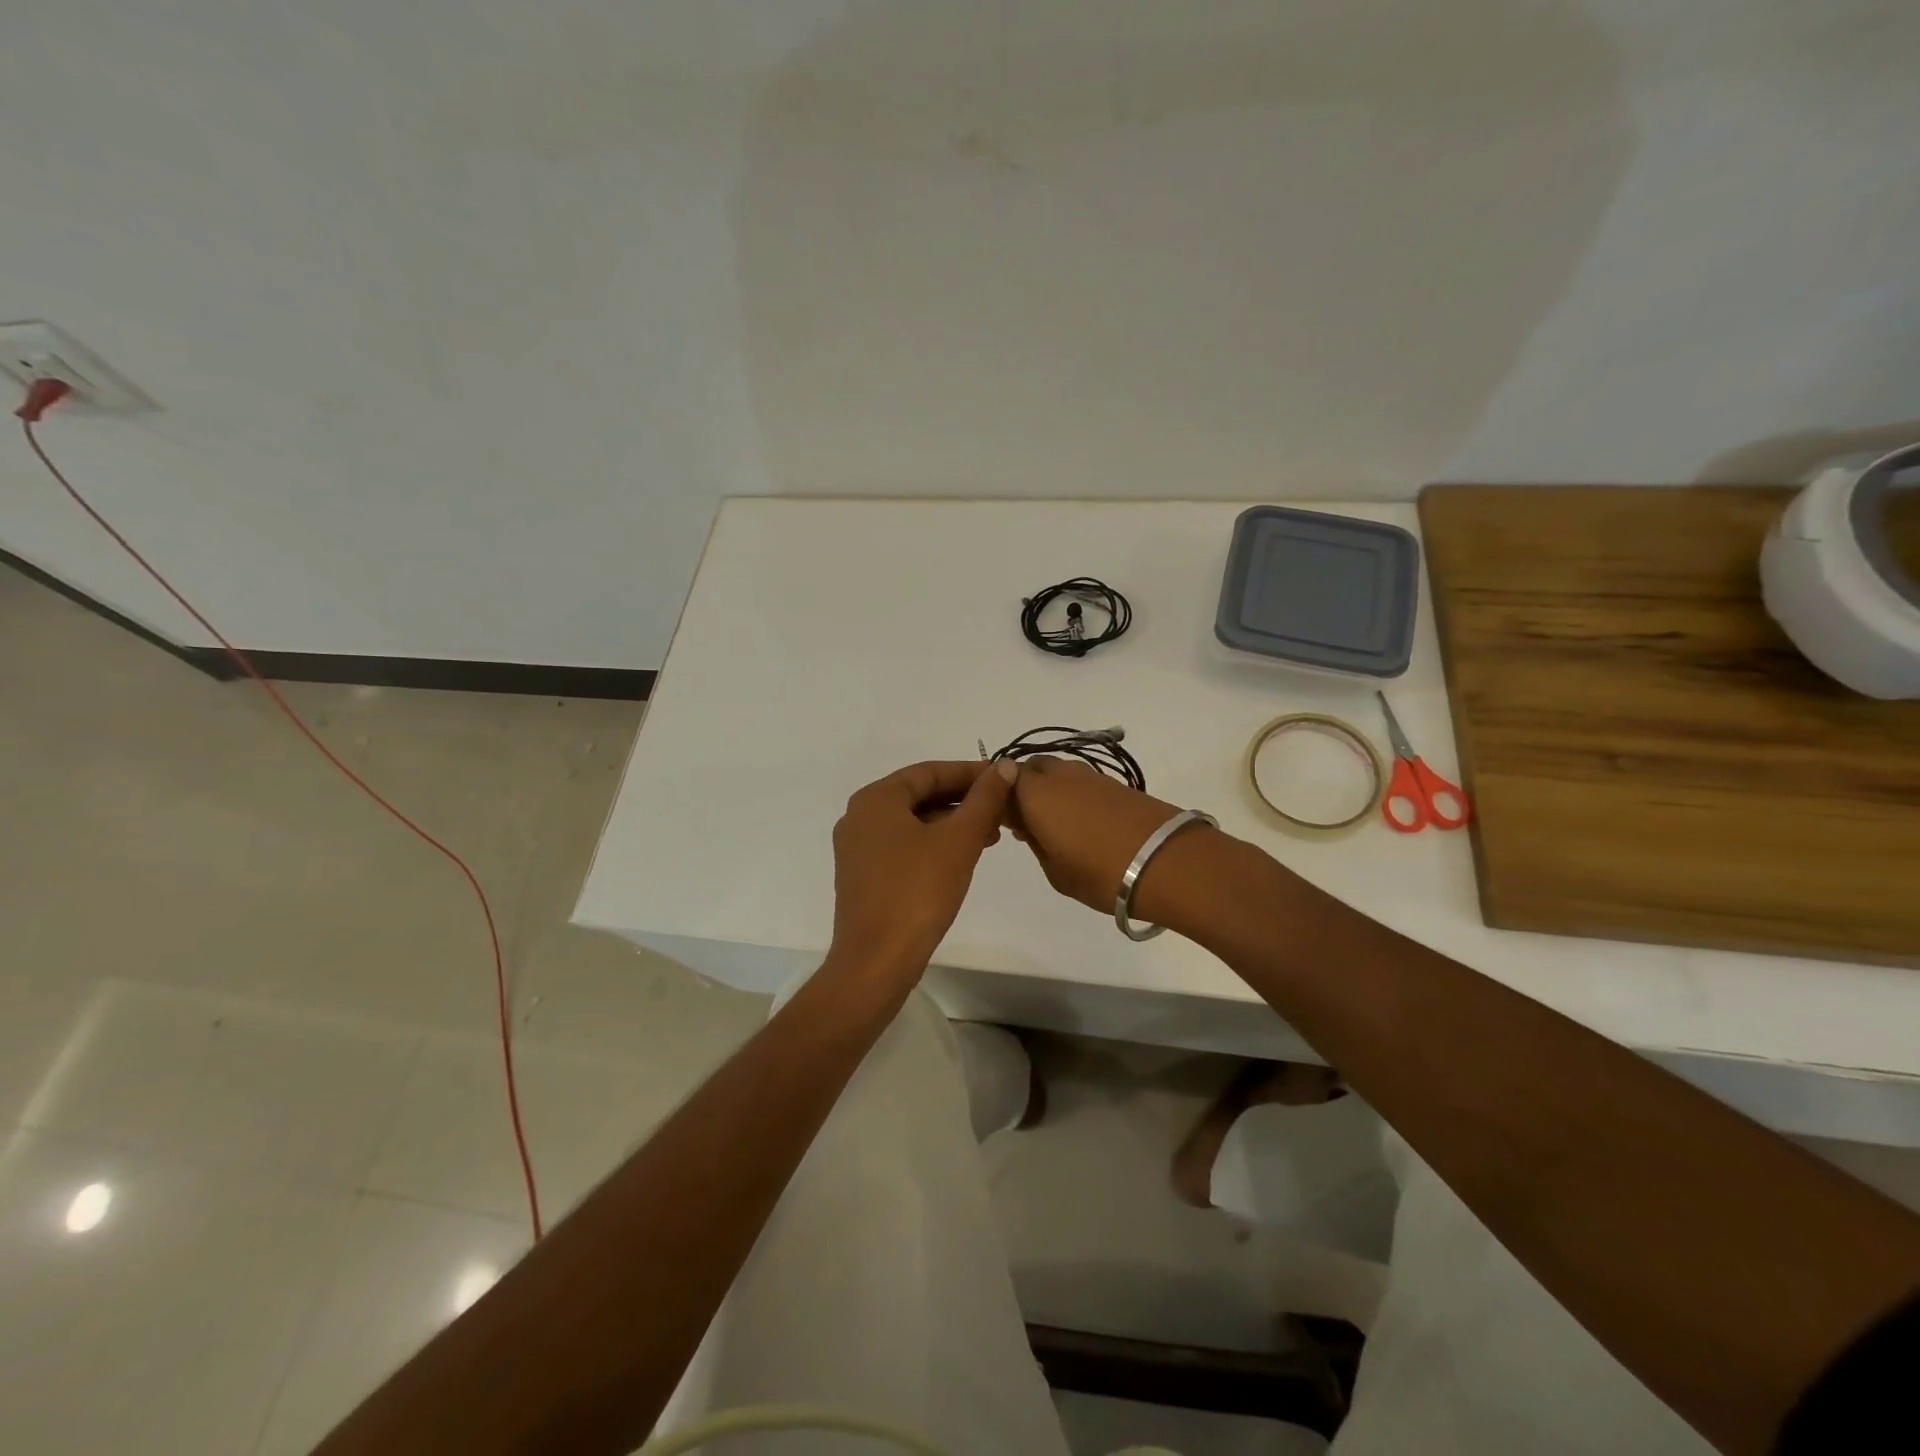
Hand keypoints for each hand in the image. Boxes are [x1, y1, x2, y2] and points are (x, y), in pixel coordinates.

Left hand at [826, 759, 1018, 993]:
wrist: (876, 961)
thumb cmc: (918, 892)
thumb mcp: (959, 841)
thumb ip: (984, 800)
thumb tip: (1006, 766)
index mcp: (876, 799)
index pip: (929, 772)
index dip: (970, 772)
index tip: (1004, 777)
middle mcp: (860, 816)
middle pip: (920, 795)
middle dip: (963, 800)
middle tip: (1002, 808)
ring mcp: (858, 848)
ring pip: (913, 822)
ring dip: (952, 824)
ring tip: (991, 835)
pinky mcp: (863, 876)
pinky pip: (903, 845)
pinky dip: (934, 844)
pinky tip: (962, 857)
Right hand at [1007, 757, 1198, 920]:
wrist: (1167, 862)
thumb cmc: (1100, 873)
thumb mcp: (1055, 870)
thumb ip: (1035, 842)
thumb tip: (1028, 825)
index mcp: (1036, 793)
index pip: (1003, 780)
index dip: (998, 798)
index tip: (1002, 823)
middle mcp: (1061, 776)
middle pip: (1031, 769)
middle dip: (1023, 789)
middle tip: (1026, 822)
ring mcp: (1092, 777)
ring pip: (1058, 773)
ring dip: (1050, 791)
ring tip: (1056, 826)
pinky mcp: (1118, 785)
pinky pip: (1082, 783)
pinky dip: (1074, 796)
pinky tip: (1082, 824)